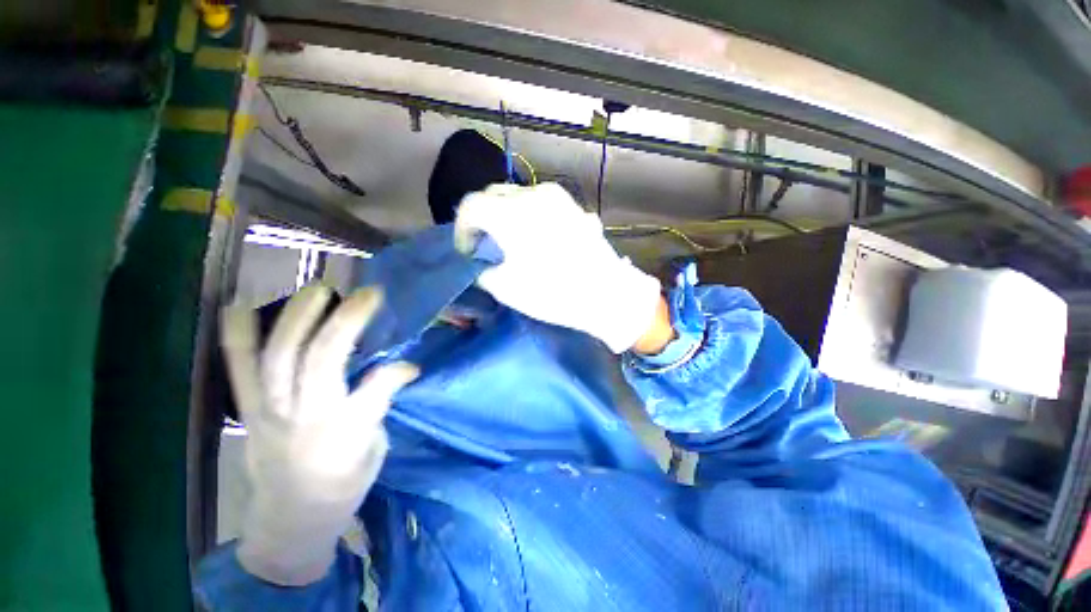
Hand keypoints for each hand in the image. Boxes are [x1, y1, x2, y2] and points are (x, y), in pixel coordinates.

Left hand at [220, 285, 417, 585]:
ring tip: (319, 289)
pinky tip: (239, 305)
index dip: (397, 371)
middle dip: (346, 321)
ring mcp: (270, 411)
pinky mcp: (248, 411)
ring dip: (298, 317)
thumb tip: (400, 369)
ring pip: (279, 356)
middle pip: (321, 360)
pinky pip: (237, 370)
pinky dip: (237, 336)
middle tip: (368, 293)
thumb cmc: (343, 487)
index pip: (376, 388)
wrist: (289, 521)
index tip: (412, 366)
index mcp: (346, 434)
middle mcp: (306, 417)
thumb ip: (380, 405)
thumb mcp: (375, 450)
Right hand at [455, 182, 661, 352]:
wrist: (608, 294)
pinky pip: (542, 204)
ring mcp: (558, 198)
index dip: (462, 229)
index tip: (468, 251)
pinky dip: (530, 216)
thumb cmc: (554, 293)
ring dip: (507, 215)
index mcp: (510, 213)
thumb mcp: (506, 289)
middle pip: (494, 195)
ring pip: (519, 197)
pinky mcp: (574, 206)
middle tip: (486, 245)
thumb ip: (484, 271)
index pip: (470, 206)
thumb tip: (483, 264)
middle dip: (483, 218)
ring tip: (513, 241)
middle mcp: (533, 195)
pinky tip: (538, 238)